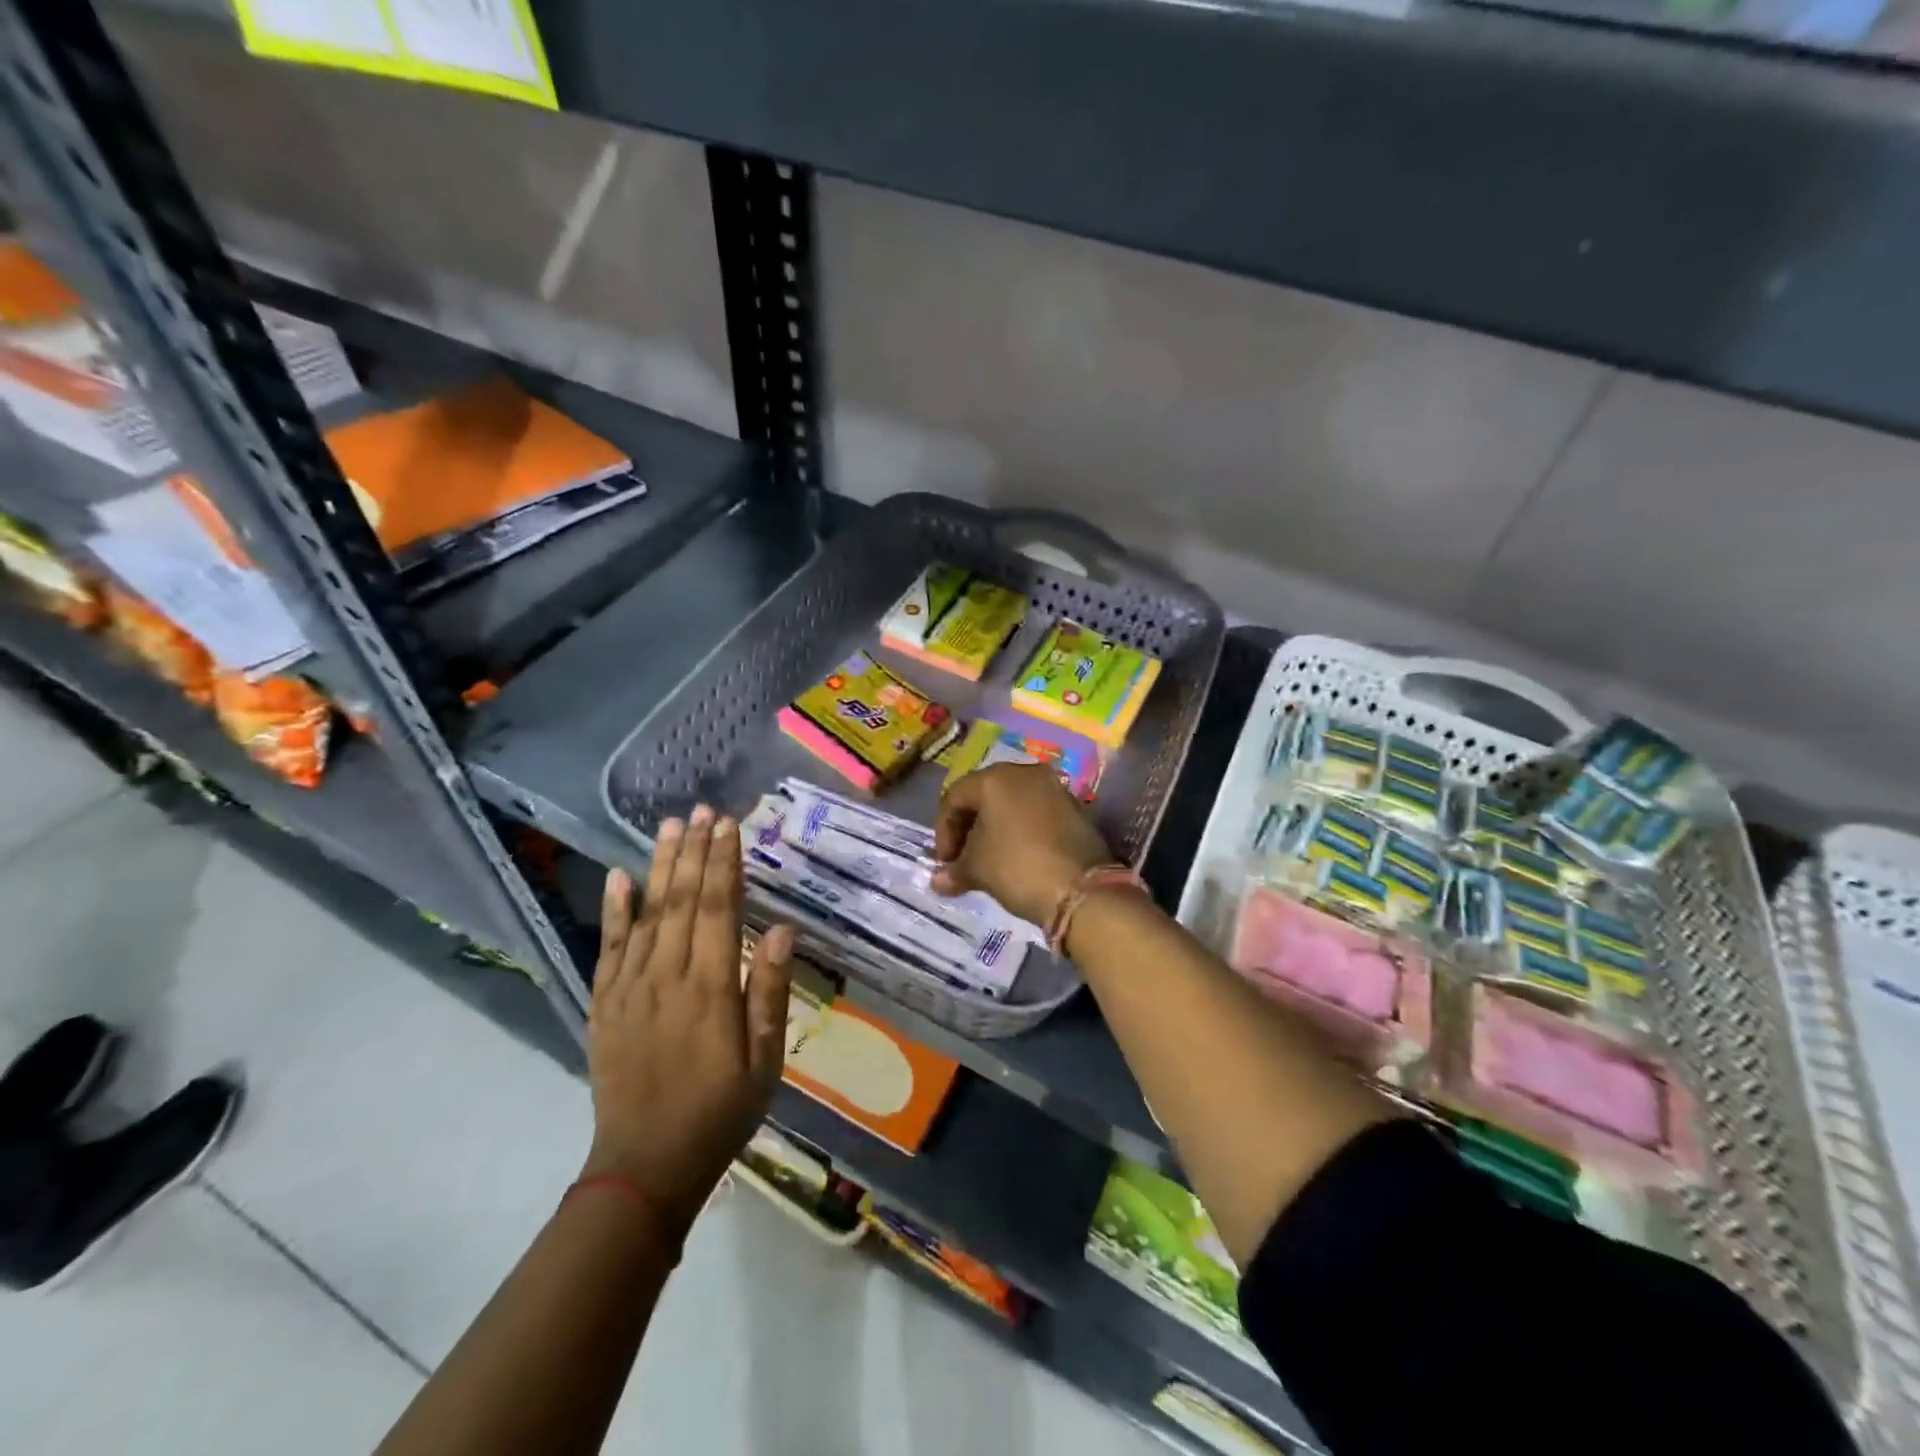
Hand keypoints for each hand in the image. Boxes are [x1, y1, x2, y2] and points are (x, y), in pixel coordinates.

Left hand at [586, 806, 794, 1234]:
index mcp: (710, 989)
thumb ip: (769, 992)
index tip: (730, 825)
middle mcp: (666, 977)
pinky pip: (608, 947)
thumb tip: (782, 930)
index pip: (719, 909)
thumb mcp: (764, 1061)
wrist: (645, 1165)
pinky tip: (619, 877)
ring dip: (660, 866)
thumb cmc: (721, 1112)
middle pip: (682, 900)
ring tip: (670, 825)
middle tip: (703, 810)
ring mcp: (629, 988)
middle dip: (695, 851)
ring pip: (647, 914)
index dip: (725, 863)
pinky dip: (614, 910)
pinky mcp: (604, 1004)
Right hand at [932, 762, 1114, 926]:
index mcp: (995, 778)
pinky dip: (1020, 829)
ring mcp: (1054, 787)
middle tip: (962, 857)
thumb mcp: (978, 869)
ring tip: (988, 859)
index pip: (955, 798)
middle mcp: (1025, 773)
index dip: (943, 831)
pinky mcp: (1074, 807)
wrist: (1081, 890)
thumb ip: (954, 870)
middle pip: (984, 795)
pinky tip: (1017, 855)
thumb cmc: (1018, 868)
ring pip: (1012, 802)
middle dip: (969, 827)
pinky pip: (1036, 812)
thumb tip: (938, 880)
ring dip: (995, 828)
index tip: (944, 862)